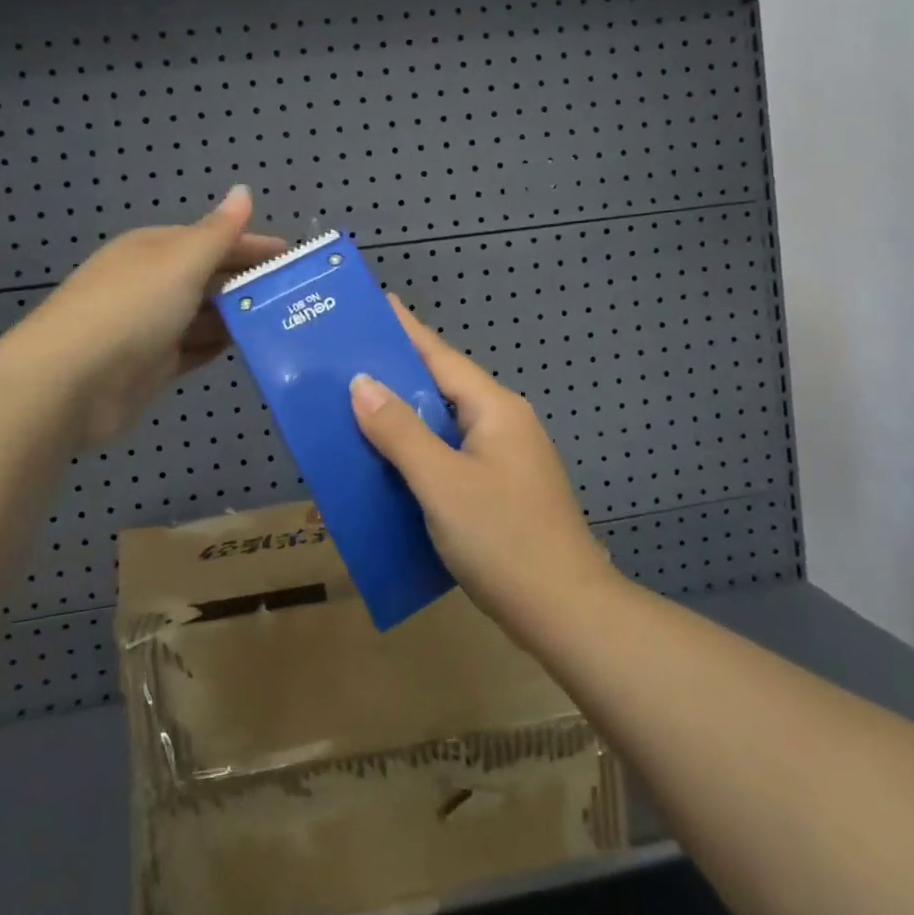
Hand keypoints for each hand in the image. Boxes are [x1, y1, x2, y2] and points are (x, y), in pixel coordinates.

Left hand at [20, 186, 283, 448]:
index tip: (292, 257)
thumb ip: (219, 231)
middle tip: (297, 293)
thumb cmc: (132, 308)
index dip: (252, 245)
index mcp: (155, 249)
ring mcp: (151, 325)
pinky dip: (220, 345)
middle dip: (249, 282)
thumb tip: (243, 190)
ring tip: (284, 321)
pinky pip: (195, 348)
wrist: (70, 381)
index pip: (213, 239)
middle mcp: (152, 282)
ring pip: (205, 315)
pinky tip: (250, 348)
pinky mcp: (152, 365)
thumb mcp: (182, 261)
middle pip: (210, 277)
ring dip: (238, 316)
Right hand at [348, 300, 620, 634]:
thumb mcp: (442, 482)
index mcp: (495, 409)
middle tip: (348, 363)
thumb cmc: (503, 538)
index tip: (376, 302)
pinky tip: (391, 467)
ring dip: (405, 420)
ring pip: (445, 427)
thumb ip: (400, 432)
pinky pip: (451, 458)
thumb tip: (362, 382)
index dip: (405, 329)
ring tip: (357, 411)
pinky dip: (419, 456)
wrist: (566, 611)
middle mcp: (504, 424)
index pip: (440, 356)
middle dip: (397, 375)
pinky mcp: (502, 491)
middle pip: (442, 388)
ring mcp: (507, 459)